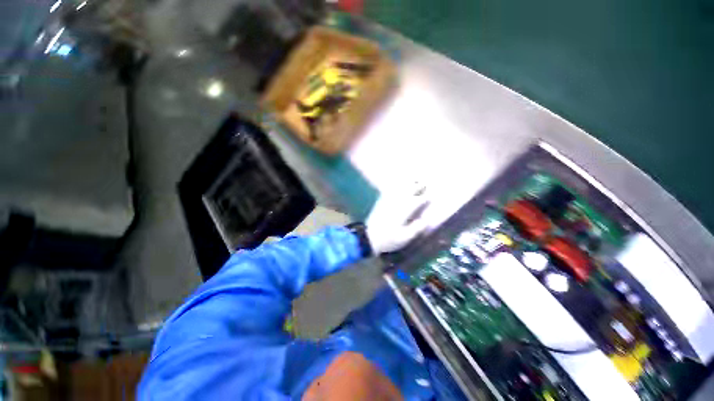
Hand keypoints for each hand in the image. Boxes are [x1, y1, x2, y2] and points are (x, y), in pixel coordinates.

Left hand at [366, 185, 430, 253]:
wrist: (368, 237)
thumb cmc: (388, 240)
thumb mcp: (404, 238)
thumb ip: (415, 229)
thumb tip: (426, 220)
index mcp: (403, 211)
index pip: (417, 201)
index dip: (425, 198)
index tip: (431, 197)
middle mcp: (396, 203)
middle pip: (408, 191)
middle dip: (417, 186)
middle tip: (424, 184)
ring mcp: (388, 201)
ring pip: (399, 188)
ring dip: (407, 183)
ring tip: (414, 179)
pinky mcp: (381, 201)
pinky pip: (389, 190)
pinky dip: (395, 185)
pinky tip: (398, 183)